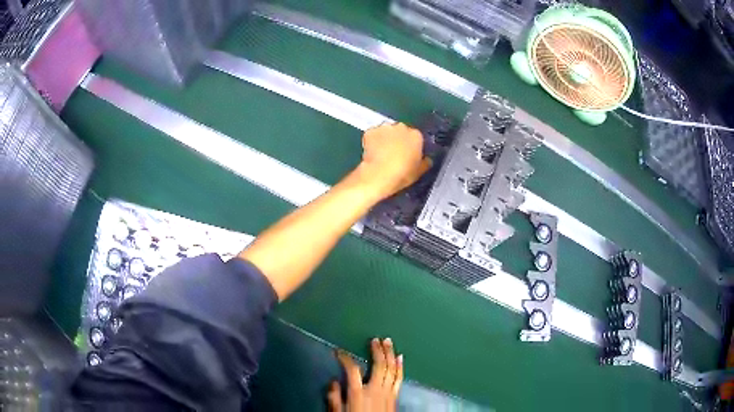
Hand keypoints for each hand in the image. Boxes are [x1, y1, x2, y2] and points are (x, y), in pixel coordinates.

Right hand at [327, 338, 403, 411]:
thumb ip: (334, 398)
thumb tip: (333, 382)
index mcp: (358, 392)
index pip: (352, 369)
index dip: (345, 358)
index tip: (339, 352)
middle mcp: (374, 389)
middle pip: (378, 365)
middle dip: (377, 351)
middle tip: (375, 339)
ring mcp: (387, 392)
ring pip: (391, 369)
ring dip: (390, 354)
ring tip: (388, 342)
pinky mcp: (395, 396)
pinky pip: (399, 378)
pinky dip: (400, 367)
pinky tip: (400, 358)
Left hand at [356, 123, 431, 200]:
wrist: (378, 175)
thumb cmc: (402, 174)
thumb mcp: (419, 172)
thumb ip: (425, 163)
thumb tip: (427, 160)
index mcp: (416, 135)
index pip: (416, 137)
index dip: (412, 146)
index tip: (408, 154)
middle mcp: (401, 127)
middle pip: (401, 131)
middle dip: (398, 139)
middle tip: (394, 153)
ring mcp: (384, 128)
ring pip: (386, 131)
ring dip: (386, 138)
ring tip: (382, 153)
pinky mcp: (370, 131)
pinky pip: (373, 134)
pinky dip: (373, 140)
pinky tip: (372, 151)